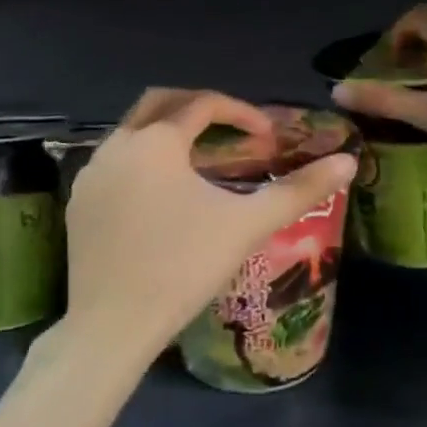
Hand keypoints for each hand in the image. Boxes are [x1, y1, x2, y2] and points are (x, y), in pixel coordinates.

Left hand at [64, 90, 358, 361]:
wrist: (112, 324)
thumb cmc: (184, 266)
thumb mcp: (247, 225)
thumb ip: (300, 189)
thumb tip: (348, 160)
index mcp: (157, 140)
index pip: (205, 104)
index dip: (242, 112)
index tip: (268, 136)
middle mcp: (117, 144)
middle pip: (159, 102)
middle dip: (197, 106)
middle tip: (230, 127)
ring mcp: (91, 173)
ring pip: (132, 132)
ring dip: (167, 133)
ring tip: (199, 160)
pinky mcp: (79, 202)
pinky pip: (114, 163)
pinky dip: (142, 161)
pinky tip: (160, 195)